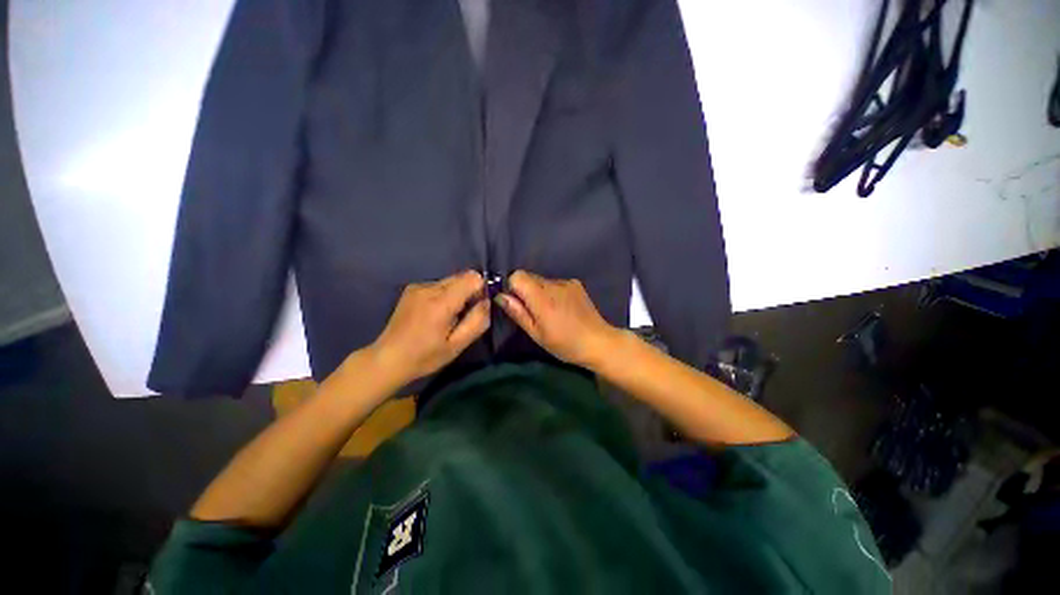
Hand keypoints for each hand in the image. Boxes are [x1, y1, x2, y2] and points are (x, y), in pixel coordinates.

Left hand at [370, 270, 489, 385]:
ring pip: (451, 280)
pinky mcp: (411, 289)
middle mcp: (429, 287)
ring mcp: (418, 286)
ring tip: (447, 317)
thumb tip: (487, 302)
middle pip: (462, 276)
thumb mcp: (457, 345)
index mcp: (441, 302)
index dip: (480, 290)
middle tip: (462, 315)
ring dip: (456, 294)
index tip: (476, 308)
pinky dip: (444, 295)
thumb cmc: (425, 356)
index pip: (472, 278)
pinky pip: (438, 285)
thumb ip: (477, 321)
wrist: (387, 358)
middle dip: (469, 292)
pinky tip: (434, 314)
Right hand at [496, 270, 619, 368]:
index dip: (512, 287)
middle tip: (533, 312)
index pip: (517, 276)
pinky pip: (556, 283)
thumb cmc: (565, 343)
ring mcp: (567, 282)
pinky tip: (562, 308)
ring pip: (542, 280)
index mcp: (542, 297)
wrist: (598, 342)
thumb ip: (518, 312)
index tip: (516, 303)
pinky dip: (553, 292)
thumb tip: (501, 296)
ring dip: (539, 292)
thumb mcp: (537, 333)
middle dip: (525, 291)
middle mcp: (554, 284)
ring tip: (550, 312)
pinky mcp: (576, 284)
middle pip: (529, 277)